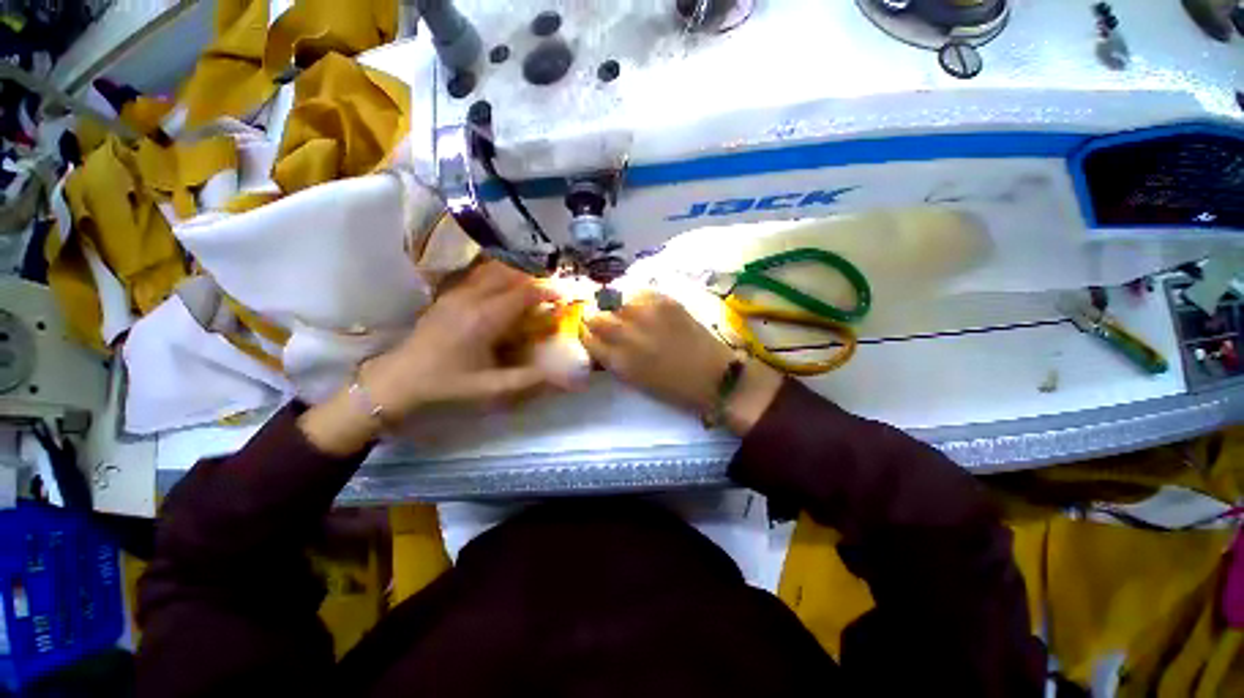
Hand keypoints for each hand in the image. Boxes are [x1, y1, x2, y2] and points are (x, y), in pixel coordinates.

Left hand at [300, 261, 563, 454]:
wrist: (400, 377)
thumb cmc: (447, 383)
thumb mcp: (490, 387)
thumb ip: (528, 379)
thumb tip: (560, 376)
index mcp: (484, 319)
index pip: (523, 293)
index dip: (547, 291)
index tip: (563, 296)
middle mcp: (472, 298)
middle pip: (510, 274)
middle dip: (535, 279)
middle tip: (550, 293)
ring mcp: (457, 293)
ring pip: (493, 270)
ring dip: (516, 275)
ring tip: (531, 289)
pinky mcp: (448, 294)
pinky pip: (479, 275)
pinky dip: (499, 277)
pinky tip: (504, 292)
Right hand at [581, 290, 783, 434]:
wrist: (714, 377)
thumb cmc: (674, 388)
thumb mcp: (634, 381)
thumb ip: (613, 360)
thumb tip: (600, 343)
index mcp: (618, 361)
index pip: (587, 338)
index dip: (589, 337)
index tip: (595, 337)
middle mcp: (627, 334)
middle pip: (595, 316)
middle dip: (597, 320)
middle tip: (609, 324)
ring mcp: (646, 314)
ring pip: (615, 300)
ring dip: (617, 307)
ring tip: (628, 313)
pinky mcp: (666, 301)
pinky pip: (640, 292)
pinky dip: (638, 299)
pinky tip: (647, 309)